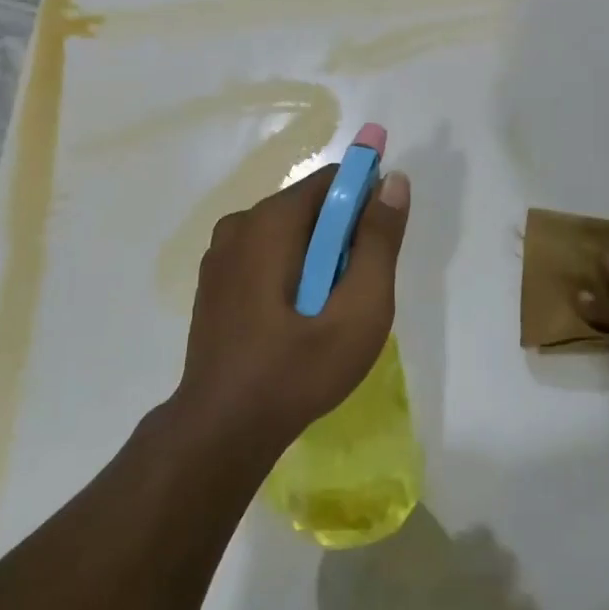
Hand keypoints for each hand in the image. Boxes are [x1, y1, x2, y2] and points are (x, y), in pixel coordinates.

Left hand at [175, 165, 410, 456]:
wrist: (223, 429)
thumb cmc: (298, 368)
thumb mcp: (359, 308)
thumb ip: (379, 241)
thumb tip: (394, 181)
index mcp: (270, 220)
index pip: (332, 180)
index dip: (366, 202)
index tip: (381, 246)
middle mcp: (239, 223)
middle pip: (309, 207)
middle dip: (342, 238)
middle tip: (355, 293)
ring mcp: (220, 253)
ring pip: (288, 234)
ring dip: (317, 259)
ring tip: (327, 313)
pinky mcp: (214, 281)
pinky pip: (265, 256)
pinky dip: (290, 273)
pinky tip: (295, 321)